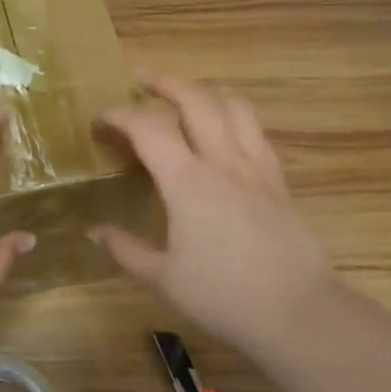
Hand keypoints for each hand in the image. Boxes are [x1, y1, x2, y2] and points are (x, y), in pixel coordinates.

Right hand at [94, 76, 339, 360]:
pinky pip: (255, 130)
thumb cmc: (222, 296)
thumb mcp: (163, 277)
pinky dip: (233, 115)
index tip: (100, 120)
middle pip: (196, 98)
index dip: (120, 114)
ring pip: (234, 104)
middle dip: (165, 82)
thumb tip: (94, 231)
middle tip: (141, 80)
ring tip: (186, 94)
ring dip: (204, 90)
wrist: (296, 311)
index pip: (148, 127)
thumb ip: (126, 249)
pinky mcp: (278, 178)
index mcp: (188, 181)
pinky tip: (224, 130)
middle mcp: (223, 161)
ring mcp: (256, 166)